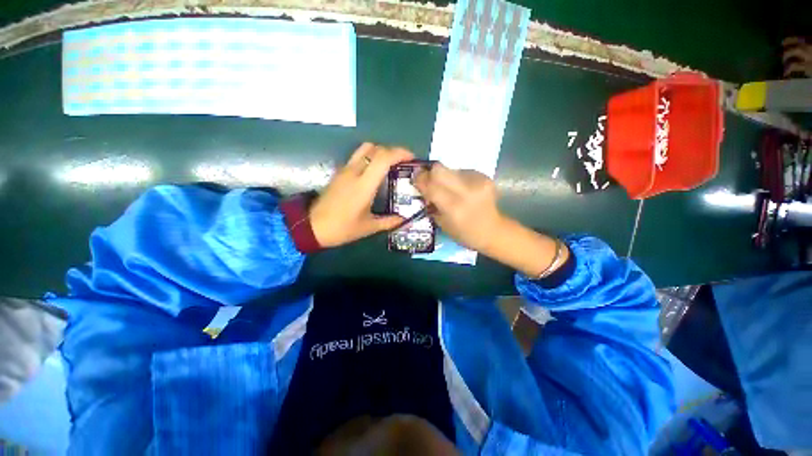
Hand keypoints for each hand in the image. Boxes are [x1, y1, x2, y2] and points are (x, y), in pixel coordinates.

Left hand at [309, 143, 413, 247]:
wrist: (312, 226)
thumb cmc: (342, 228)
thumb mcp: (368, 227)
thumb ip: (389, 221)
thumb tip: (403, 219)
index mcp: (364, 185)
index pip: (383, 158)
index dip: (399, 153)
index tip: (411, 158)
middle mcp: (354, 172)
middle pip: (374, 148)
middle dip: (392, 151)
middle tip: (402, 162)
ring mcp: (345, 170)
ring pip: (364, 149)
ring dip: (380, 152)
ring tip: (389, 165)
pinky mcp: (339, 173)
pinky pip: (357, 157)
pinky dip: (370, 158)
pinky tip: (374, 173)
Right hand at [412, 164, 505, 252]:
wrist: (493, 231)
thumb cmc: (464, 234)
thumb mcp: (442, 223)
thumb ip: (431, 204)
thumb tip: (423, 188)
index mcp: (453, 207)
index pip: (431, 185)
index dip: (420, 180)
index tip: (415, 179)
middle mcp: (466, 191)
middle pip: (439, 168)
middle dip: (430, 173)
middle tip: (429, 180)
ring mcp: (478, 181)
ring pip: (451, 168)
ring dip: (445, 177)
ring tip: (449, 189)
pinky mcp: (485, 177)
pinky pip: (462, 171)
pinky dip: (457, 179)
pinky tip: (462, 190)